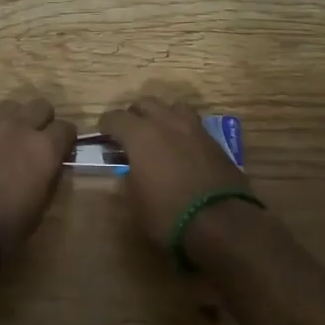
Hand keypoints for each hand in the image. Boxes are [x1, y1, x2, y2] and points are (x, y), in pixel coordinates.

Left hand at [0, 94, 71, 265]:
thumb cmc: (2, 229)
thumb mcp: (39, 208)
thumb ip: (47, 177)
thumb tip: (49, 165)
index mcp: (44, 149)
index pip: (66, 128)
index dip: (66, 140)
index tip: (63, 151)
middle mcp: (20, 127)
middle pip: (41, 106)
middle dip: (44, 121)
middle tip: (38, 142)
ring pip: (12, 106)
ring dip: (17, 119)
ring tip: (11, 140)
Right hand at [97, 97, 248, 247]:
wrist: (222, 221)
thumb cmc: (169, 214)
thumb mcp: (136, 202)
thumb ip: (128, 178)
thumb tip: (129, 169)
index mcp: (140, 134)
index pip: (115, 117)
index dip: (106, 125)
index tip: (103, 135)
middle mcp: (165, 121)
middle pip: (144, 103)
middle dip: (134, 115)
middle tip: (129, 134)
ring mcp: (192, 127)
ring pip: (171, 106)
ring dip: (161, 115)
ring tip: (158, 133)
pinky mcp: (212, 139)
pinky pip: (191, 122)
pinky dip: (181, 128)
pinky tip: (181, 146)